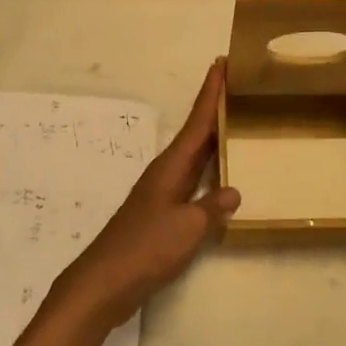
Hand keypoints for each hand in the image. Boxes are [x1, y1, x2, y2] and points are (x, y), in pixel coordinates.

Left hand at [50, 60, 240, 328]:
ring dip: (214, 138)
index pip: (197, 120)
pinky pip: (193, 181)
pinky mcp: (162, 214)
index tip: (223, 62)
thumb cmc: (146, 248)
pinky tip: (222, 178)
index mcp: (172, 166)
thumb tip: (233, 191)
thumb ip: (213, 207)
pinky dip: (209, 171)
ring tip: (238, 123)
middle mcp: (167, 172)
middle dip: (216, 108)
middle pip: (196, 133)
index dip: (211, 92)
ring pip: (195, 157)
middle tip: (240, 85)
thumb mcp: (188, 227)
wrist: (105, 283)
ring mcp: (163, 193)